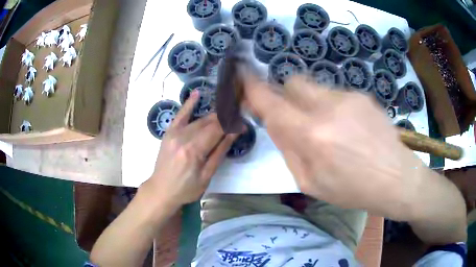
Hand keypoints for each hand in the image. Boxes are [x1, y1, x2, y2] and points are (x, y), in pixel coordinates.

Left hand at [143, 91, 238, 210]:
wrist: (161, 190)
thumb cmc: (186, 188)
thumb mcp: (207, 175)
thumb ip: (219, 152)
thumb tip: (234, 133)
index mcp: (194, 150)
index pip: (218, 130)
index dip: (232, 125)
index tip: (243, 125)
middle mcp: (183, 137)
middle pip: (209, 122)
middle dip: (225, 119)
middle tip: (237, 119)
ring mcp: (174, 133)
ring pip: (199, 119)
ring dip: (213, 116)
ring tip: (226, 112)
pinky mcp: (169, 132)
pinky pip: (180, 115)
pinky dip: (189, 104)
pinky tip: (197, 94)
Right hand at [243, 75, 429, 219]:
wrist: (396, 179)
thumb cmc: (353, 190)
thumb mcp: (311, 182)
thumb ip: (288, 149)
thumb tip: (275, 123)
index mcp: (312, 136)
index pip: (271, 103)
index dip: (253, 87)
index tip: (243, 77)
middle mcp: (328, 108)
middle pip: (293, 82)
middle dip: (286, 95)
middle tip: (295, 116)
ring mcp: (349, 97)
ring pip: (315, 88)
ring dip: (311, 103)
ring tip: (331, 130)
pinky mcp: (363, 96)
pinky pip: (336, 95)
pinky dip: (332, 107)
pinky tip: (349, 129)